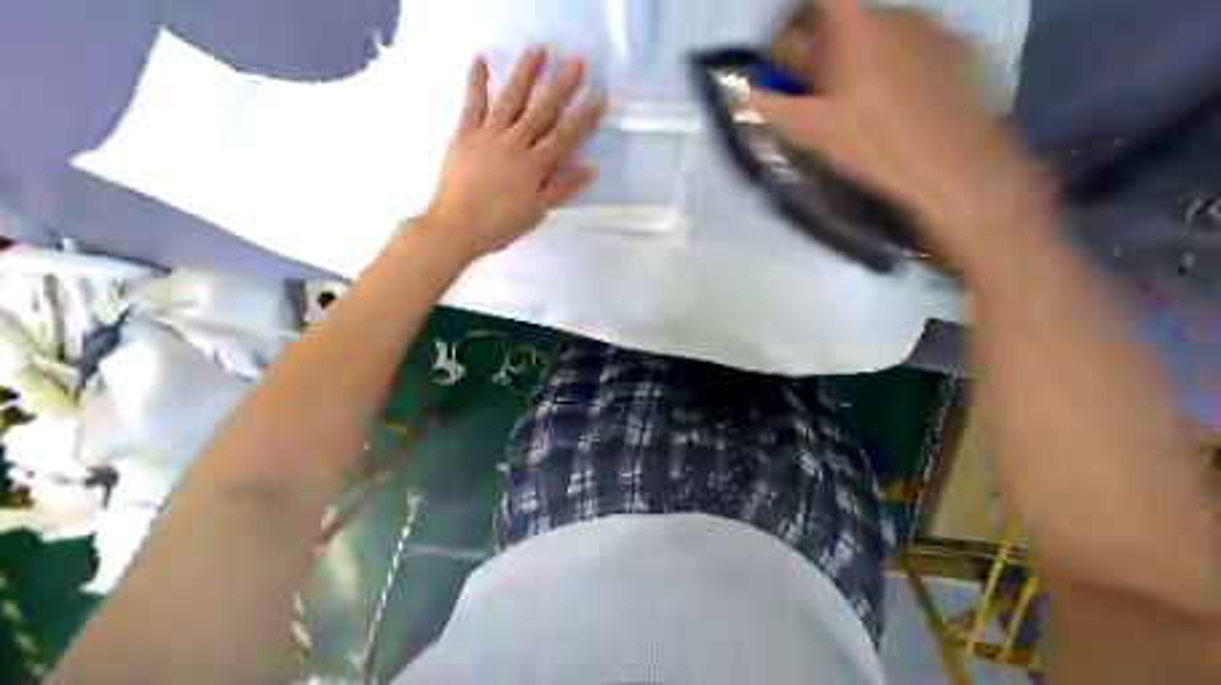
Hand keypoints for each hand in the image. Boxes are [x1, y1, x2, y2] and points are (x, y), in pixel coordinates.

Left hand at [424, 48, 607, 258]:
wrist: (455, 228)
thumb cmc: (499, 226)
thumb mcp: (535, 212)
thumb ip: (561, 188)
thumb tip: (590, 168)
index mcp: (534, 166)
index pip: (564, 137)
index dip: (583, 117)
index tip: (599, 97)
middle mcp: (514, 144)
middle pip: (541, 111)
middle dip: (560, 86)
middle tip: (576, 62)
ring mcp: (487, 135)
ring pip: (510, 99)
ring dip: (524, 74)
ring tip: (538, 50)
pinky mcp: (464, 134)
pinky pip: (471, 104)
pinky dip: (476, 82)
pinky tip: (481, 59)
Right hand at [755, 0, 1037, 257]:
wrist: (956, 168)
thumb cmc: (876, 145)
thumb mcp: (814, 132)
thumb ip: (775, 109)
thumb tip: (747, 95)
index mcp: (858, 27)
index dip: (795, 12)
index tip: (785, 44)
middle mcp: (898, 14)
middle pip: (850, 16)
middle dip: (825, 43)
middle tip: (818, 86)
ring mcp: (936, 29)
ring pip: (884, 31)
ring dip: (862, 55)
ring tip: (860, 101)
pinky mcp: (963, 51)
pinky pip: (917, 46)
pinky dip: (897, 64)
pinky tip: (899, 105)